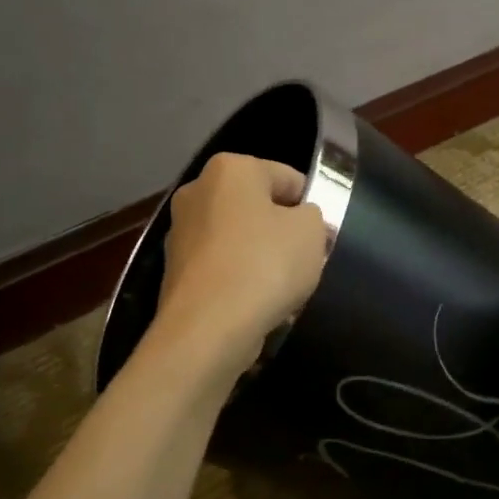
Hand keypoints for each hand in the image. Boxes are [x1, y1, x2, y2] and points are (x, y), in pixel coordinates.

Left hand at [154, 153, 327, 371]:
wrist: (208, 329)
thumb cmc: (265, 264)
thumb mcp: (312, 230)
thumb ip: (312, 215)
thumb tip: (298, 221)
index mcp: (230, 169)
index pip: (286, 177)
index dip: (311, 204)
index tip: (323, 233)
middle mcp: (197, 192)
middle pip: (257, 208)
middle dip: (283, 231)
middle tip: (307, 259)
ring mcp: (181, 234)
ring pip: (240, 240)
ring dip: (263, 259)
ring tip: (285, 289)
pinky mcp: (175, 272)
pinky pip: (223, 269)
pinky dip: (242, 282)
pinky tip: (259, 305)